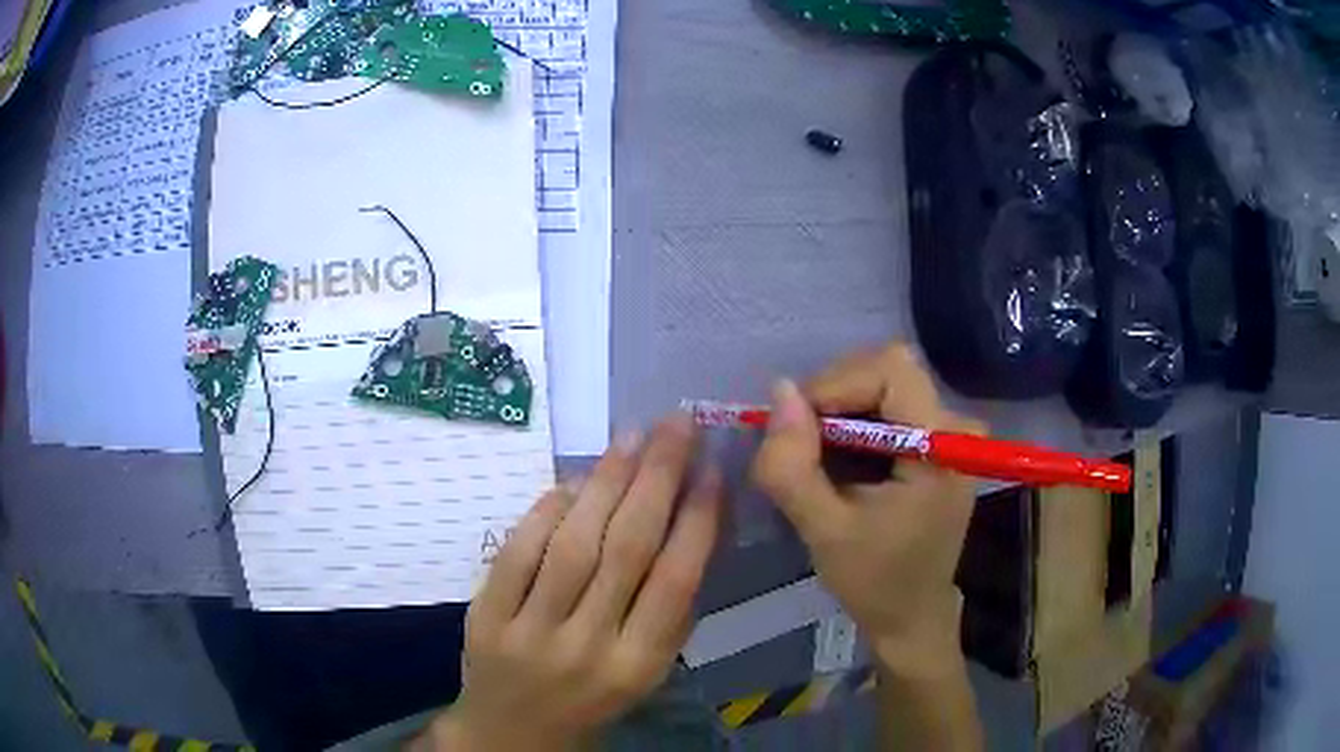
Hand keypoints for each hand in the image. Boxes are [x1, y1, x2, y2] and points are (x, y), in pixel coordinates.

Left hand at [420, 414, 722, 750]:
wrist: (513, 733)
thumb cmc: (593, 702)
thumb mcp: (646, 672)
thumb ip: (668, 611)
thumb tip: (691, 524)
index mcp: (638, 666)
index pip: (675, 582)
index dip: (697, 520)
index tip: (712, 469)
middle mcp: (587, 648)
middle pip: (626, 551)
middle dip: (657, 479)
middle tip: (676, 426)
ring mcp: (530, 632)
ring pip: (573, 545)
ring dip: (605, 483)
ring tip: (631, 439)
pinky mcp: (487, 619)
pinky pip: (517, 553)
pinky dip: (546, 511)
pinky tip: (572, 481)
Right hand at [751, 344, 983, 676]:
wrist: (912, 614)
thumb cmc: (874, 581)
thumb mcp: (823, 530)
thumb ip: (793, 466)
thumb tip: (778, 391)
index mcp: (940, 447)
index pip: (889, 371)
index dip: (834, 385)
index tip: (796, 427)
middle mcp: (954, 426)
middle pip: (886, 369)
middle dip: (833, 396)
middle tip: (799, 442)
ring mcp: (949, 431)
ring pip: (883, 381)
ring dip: (839, 409)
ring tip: (816, 457)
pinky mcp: (938, 440)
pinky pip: (888, 403)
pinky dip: (852, 420)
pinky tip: (838, 459)